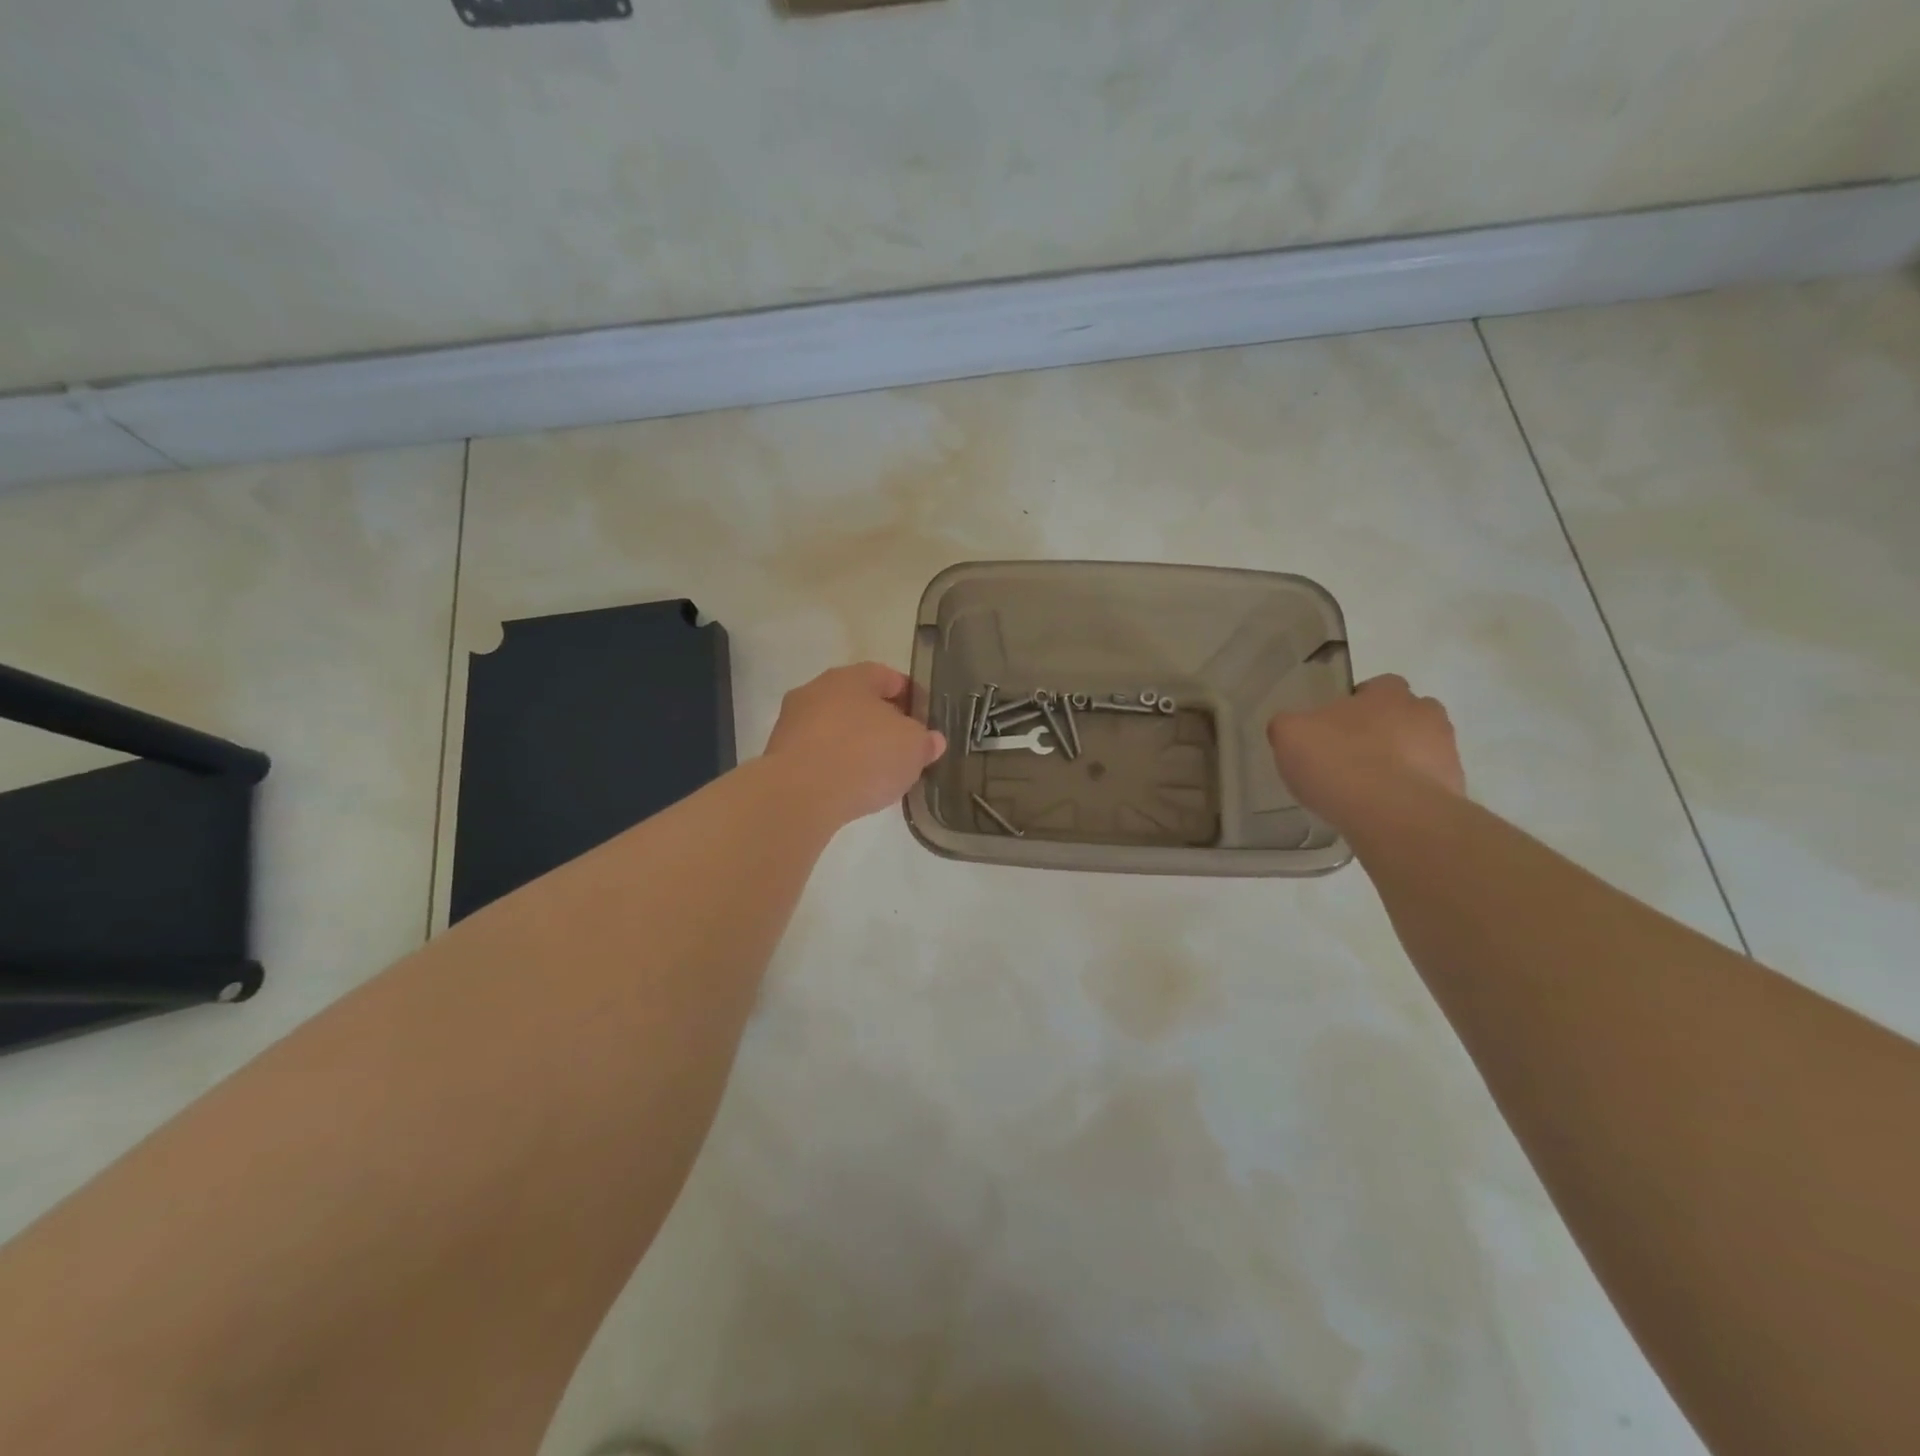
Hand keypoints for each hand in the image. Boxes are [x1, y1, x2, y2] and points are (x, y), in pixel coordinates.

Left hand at [764, 663, 945, 826]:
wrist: (798, 796)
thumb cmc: (864, 757)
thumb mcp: (913, 748)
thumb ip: (925, 741)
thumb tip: (931, 741)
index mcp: (851, 677)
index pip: (887, 676)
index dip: (910, 696)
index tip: (924, 719)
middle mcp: (817, 690)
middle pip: (857, 702)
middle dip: (880, 722)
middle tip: (902, 747)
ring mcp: (792, 722)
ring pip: (834, 728)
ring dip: (854, 745)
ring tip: (877, 773)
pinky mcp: (779, 755)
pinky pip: (817, 754)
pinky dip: (834, 766)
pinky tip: (849, 787)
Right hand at [1267, 674, 1464, 832]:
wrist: (1392, 816)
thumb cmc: (1339, 762)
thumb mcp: (1289, 734)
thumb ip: (1290, 725)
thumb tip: (1295, 729)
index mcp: (1389, 692)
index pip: (1378, 686)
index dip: (1357, 705)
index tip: (1335, 728)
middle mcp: (1426, 714)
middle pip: (1405, 717)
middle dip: (1384, 733)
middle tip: (1352, 758)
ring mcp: (1446, 754)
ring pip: (1420, 752)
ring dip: (1398, 765)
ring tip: (1365, 792)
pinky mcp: (1454, 792)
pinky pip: (1426, 788)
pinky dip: (1406, 796)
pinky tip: (1380, 813)